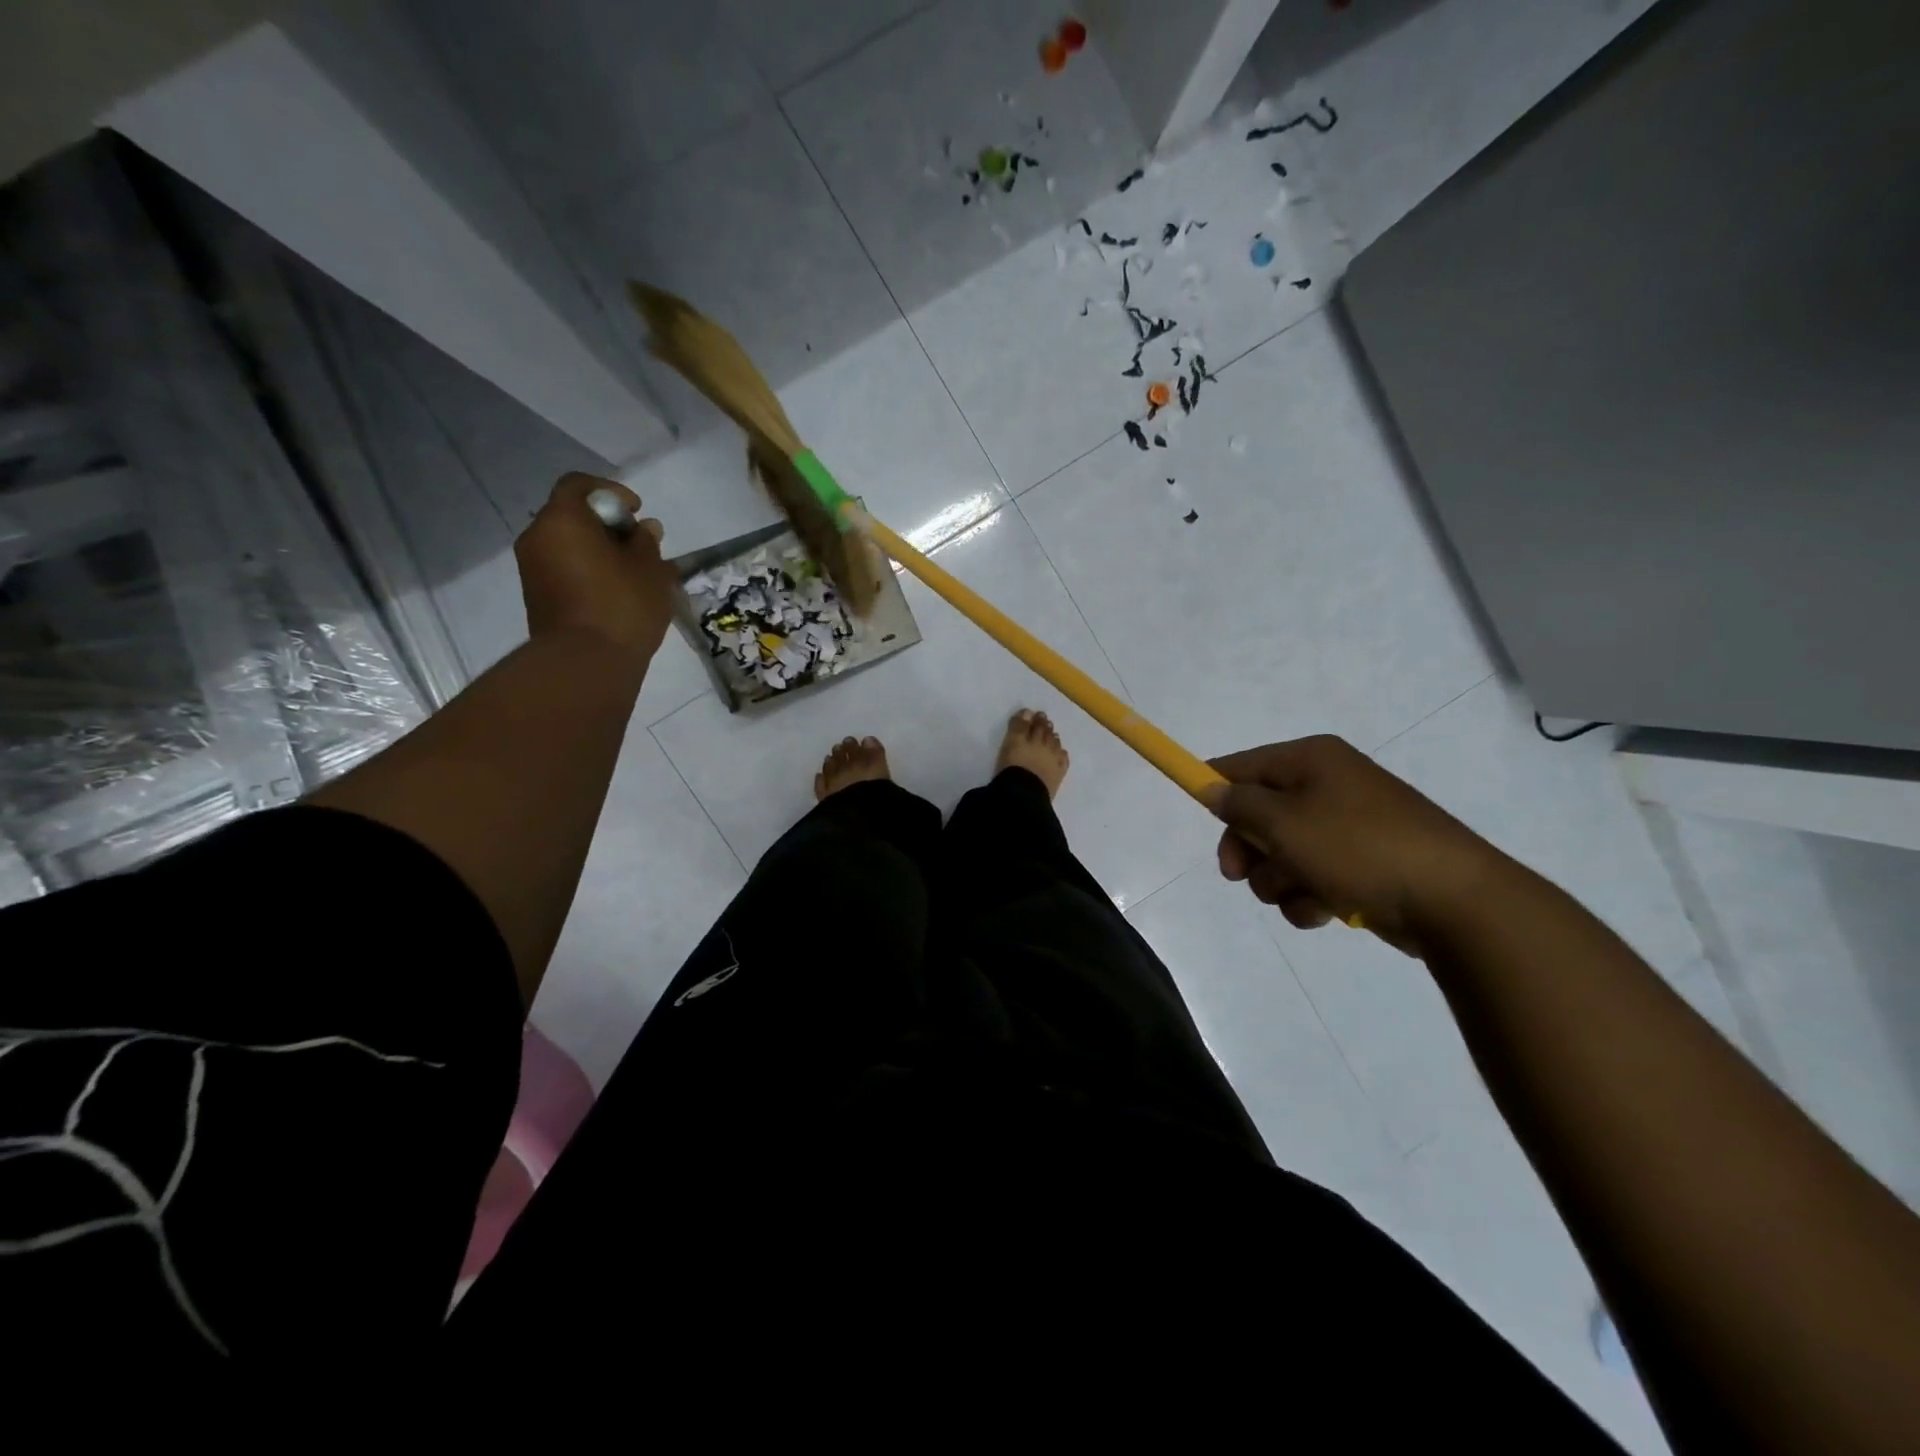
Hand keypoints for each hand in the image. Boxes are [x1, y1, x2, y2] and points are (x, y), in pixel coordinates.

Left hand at [516, 473, 675, 666]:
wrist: (584, 663)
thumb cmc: (622, 606)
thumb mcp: (650, 569)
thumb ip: (647, 542)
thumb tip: (644, 528)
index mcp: (562, 520)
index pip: (579, 485)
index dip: (611, 492)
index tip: (637, 511)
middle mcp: (538, 537)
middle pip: (571, 515)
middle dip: (606, 525)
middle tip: (639, 545)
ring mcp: (532, 569)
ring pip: (568, 545)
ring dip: (598, 550)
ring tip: (632, 572)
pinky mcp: (537, 596)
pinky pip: (564, 569)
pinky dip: (588, 570)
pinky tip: (616, 591)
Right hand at [1203, 735, 1510, 955]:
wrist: (1454, 901)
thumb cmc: (1358, 848)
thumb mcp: (1284, 823)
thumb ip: (1239, 805)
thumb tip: (1214, 788)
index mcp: (1311, 760)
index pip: (1243, 764)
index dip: (1214, 787)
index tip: (1195, 812)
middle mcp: (1329, 785)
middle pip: (1260, 814)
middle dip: (1248, 849)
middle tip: (1237, 875)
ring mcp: (1349, 826)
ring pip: (1283, 853)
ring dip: (1279, 880)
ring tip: (1300, 895)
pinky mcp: (1364, 864)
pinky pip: (1314, 877)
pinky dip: (1309, 896)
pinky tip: (1323, 911)